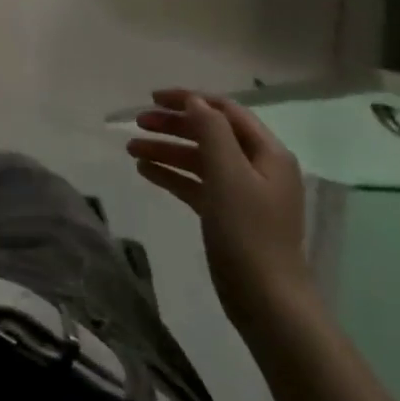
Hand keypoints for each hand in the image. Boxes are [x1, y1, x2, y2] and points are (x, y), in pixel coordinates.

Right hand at [126, 89, 312, 335]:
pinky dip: (173, 174)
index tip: (152, 98)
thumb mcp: (228, 173)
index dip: (189, 99)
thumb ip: (211, 131)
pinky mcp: (229, 215)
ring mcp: (243, 193)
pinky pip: (197, 184)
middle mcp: (258, 167)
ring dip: (167, 149)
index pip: (225, 110)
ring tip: (131, 149)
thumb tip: (194, 101)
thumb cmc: (248, 232)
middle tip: (138, 123)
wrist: (267, 301)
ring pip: (200, 159)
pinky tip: (146, 172)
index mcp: (267, 153)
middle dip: (174, 124)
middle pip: (211, 133)